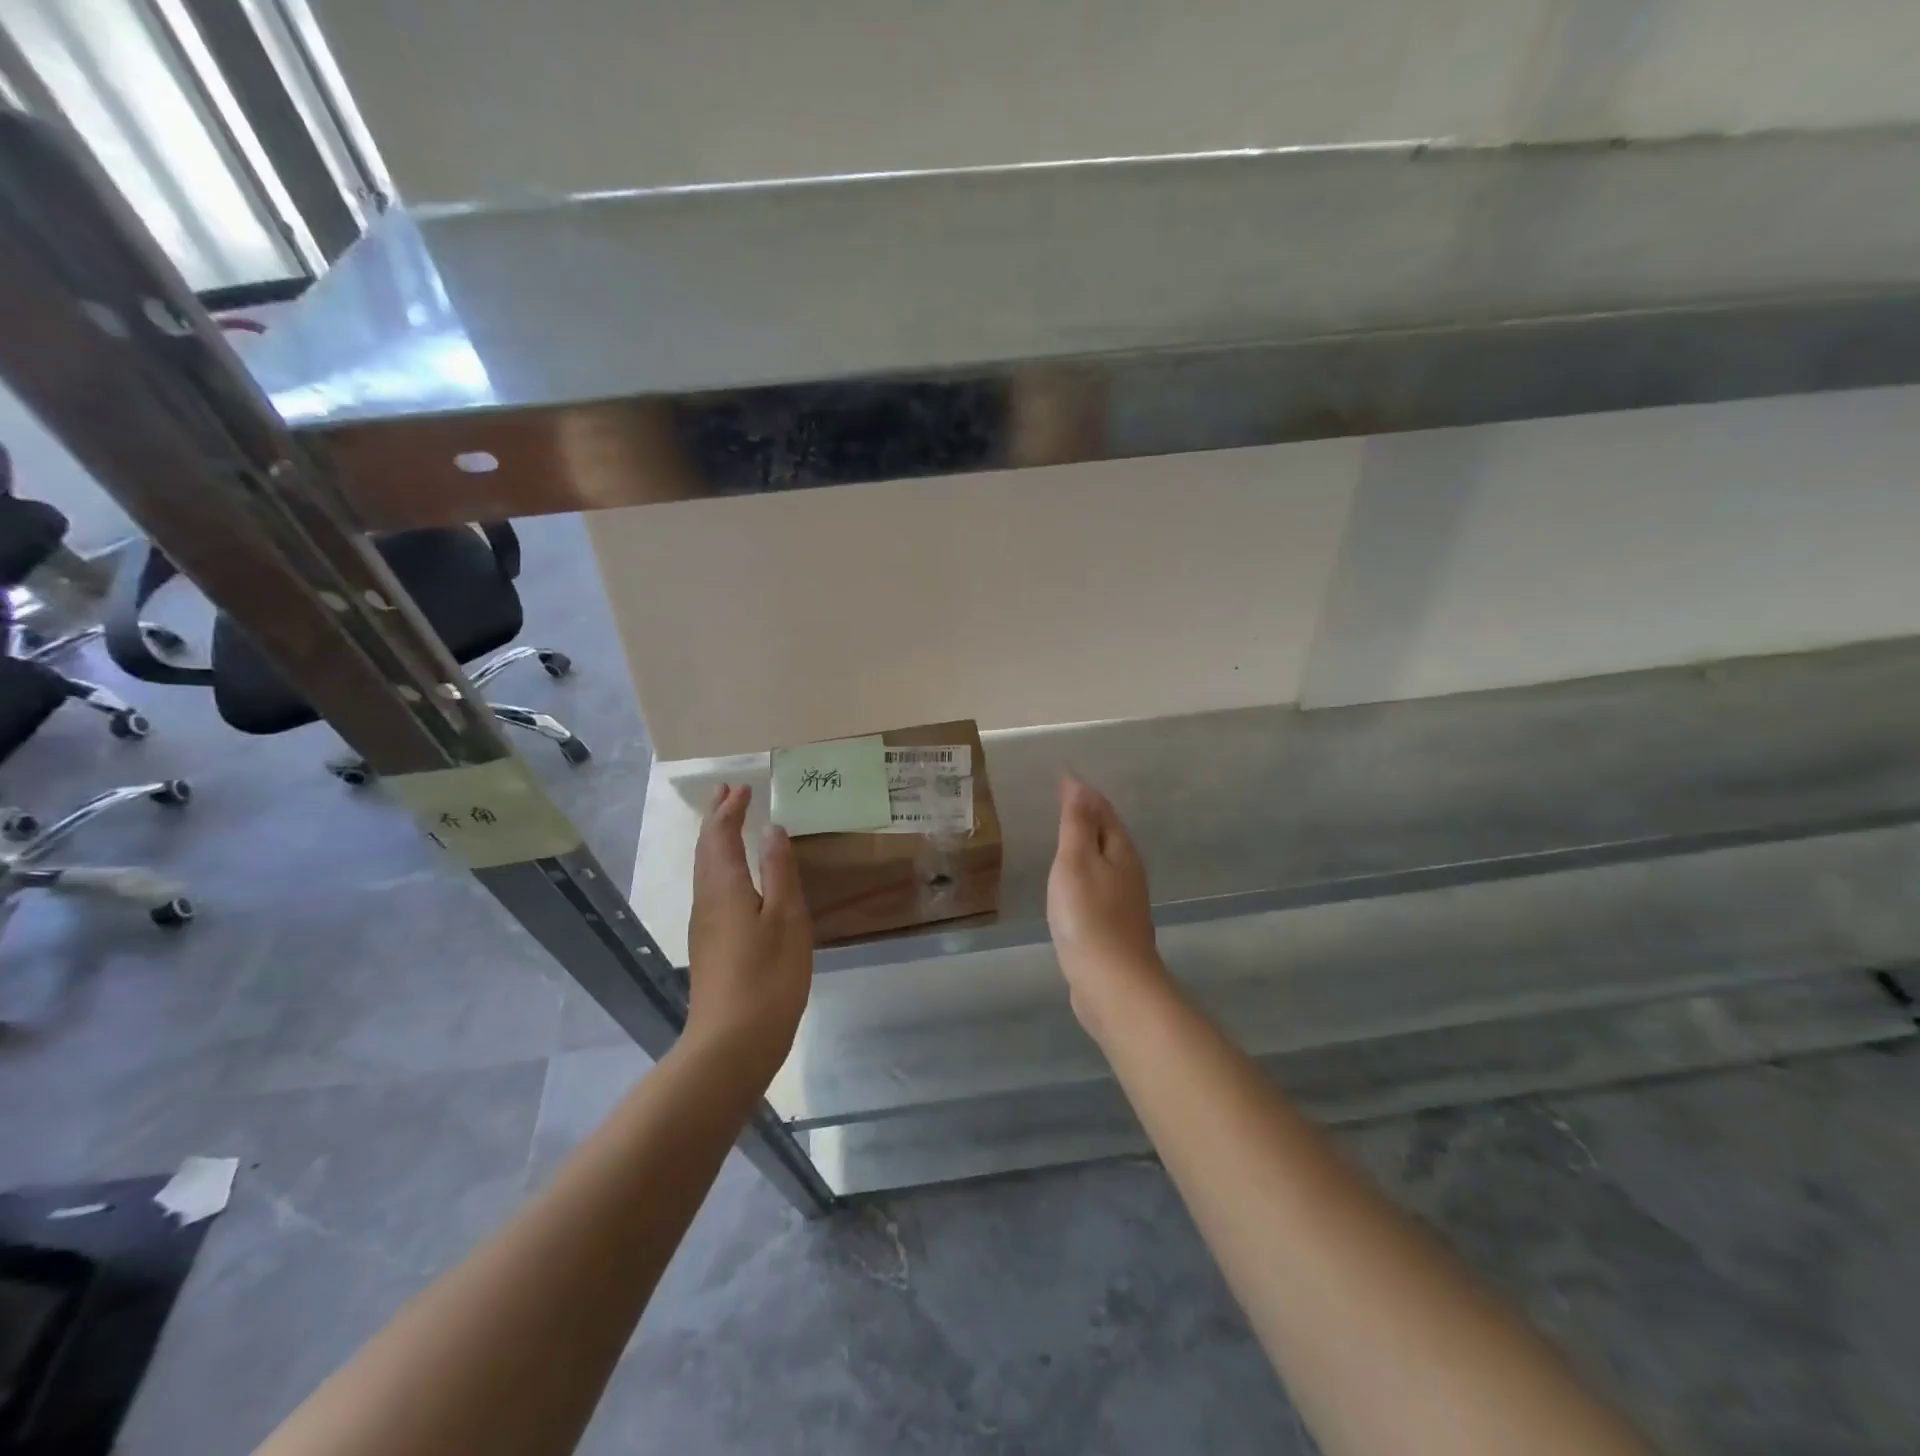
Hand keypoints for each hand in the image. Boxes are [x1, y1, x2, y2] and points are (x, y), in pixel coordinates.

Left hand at [685, 784, 813, 1081]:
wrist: (732, 1043)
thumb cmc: (768, 976)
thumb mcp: (787, 918)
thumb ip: (780, 872)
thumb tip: (773, 829)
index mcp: (726, 887)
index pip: (722, 836)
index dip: (731, 810)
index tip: (742, 787)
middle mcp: (707, 900)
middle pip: (706, 849)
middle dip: (716, 818)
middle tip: (726, 792)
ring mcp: (704, 925)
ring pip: (705, 870)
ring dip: (715, 840)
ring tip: (727, 823)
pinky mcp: (710, 945)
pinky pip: (710, 888)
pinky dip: (719, 866)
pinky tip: (734, 876)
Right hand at [1047, 777, 1169, 1036]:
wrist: (1112, 984)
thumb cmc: (1089, 917)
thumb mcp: (1076, 861)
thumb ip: (1077, 823)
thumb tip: (1079, 783)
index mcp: (1122, 851)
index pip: (1104, 811)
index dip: (1084, 795)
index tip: (1062, 780)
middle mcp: (1129, 872)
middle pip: (1108, 835)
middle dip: (1088, 817)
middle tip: (1060, 803)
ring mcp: (1124, 902)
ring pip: (1104, 863)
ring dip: (1086, 847)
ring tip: (1062, 839)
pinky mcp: (1114, 927)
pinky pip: (1097, 888)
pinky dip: (1083, 876)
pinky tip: (1069, 886)